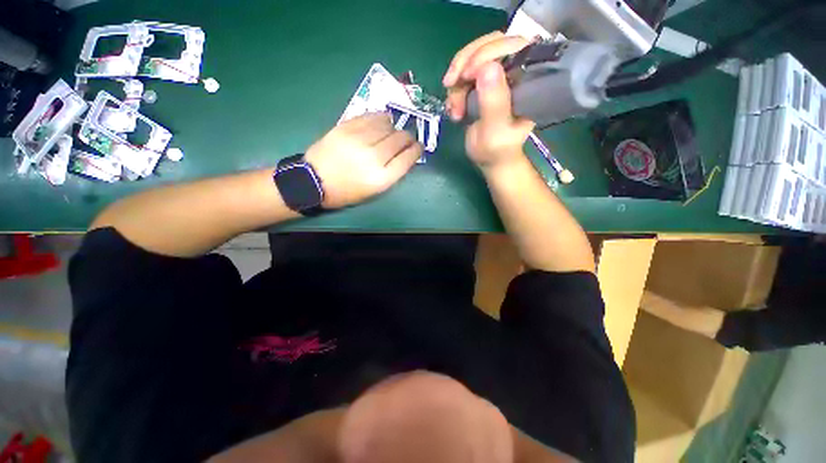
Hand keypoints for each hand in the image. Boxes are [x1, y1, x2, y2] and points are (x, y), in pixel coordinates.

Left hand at [305, 113, 421, 208]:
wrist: (314, 181)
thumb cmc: (346, 192)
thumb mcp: (374, 191)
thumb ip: (391, 173)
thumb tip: (404, 154)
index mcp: (382, 178)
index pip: (408, 158)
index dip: (417, 150)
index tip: (418, 147)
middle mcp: (374, 157)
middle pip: (400, 139)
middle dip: (408, 137)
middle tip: (407, 138)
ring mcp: (359, 140)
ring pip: (387, 125)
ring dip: (394, 127)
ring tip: (392, 131)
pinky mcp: (346, 127)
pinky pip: (371, 116)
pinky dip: (381, 117)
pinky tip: (383, 120)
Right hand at [442, 32, 534, 170]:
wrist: (489, 160)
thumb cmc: (497, 150)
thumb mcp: (495, 131)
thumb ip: (494, 102)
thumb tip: (488, 67)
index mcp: (528, 78)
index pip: (512, 45)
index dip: (486, 52)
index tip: (467, 76)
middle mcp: (515, 71)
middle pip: (489, 44)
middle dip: (465, 63)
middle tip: (451, 84)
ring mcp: (497, 76)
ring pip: (472, 58)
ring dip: (456, 82)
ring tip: (454, 110)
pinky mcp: (482, 84)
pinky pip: (464, 73)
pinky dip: (454, 89)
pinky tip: (453, 109)